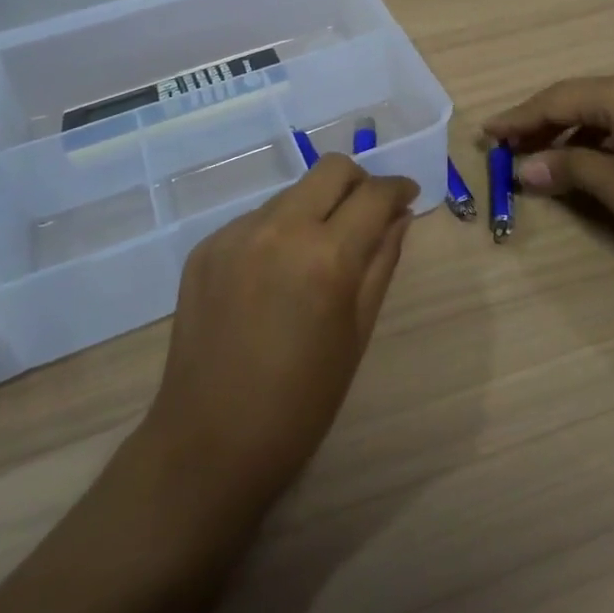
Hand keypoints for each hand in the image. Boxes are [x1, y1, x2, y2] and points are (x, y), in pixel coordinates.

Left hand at [144, 155, 417, 507]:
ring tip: (317, 253)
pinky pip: (256, 219)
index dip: (398, 188)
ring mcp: (236, 234)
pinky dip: (279, 231)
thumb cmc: (300, 402)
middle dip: (359, 182)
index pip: (374, 194)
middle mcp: (280, 229)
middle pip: (331, 169)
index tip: (407, 196)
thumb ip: (382, 263)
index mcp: (326, 257)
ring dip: (316, 207)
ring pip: (293, 192)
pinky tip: (275, 275)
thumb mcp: (357, 333)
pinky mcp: (206, 247)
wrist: (208, 444)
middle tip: (367, 213)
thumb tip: (400, 216)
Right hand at [483, 70, 613, 251]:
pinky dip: (593, 134)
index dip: (517, 119)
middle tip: (506, 146)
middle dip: (537, 122)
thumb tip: (525, 169)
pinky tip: (586, 156)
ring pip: (596, 108)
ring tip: (539, 154)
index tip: (486, 133)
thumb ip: (570, 171)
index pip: (552, 100)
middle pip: (573, 98)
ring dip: (565, 129)